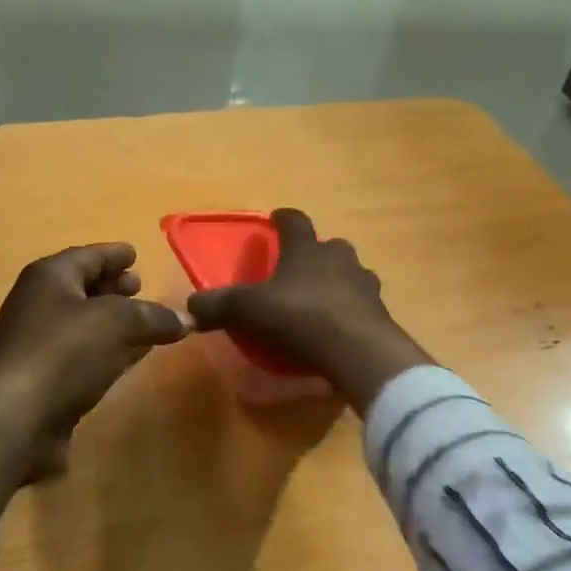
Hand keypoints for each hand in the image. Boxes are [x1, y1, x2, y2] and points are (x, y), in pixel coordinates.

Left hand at [0, 243, 186, 522]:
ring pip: (84, 323)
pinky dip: (107, 350)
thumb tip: (185, 320)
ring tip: (144, 323)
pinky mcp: (44, 378)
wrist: (16, 418)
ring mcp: (38, 343)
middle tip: (140, 288)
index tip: (135, 254)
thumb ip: (154, 316)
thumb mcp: (118, 323)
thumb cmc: (65, 352)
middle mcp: (39, 304)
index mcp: (50, 277)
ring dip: (112, 322)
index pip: (88, 256)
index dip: (114, 254)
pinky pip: (83, 353)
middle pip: (82, 287)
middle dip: (112, 287)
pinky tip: (129, 357)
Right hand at [187, 209, 432, 412]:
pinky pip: (361, 304)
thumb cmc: (300, 317)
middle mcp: (339, 258)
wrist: (359, 351)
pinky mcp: (380, 313)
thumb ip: (218, 306)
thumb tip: (189, 308)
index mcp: (306, 248)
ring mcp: (364, 284)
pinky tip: (339, 328)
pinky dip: (349, 310)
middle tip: (298, 268)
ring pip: (350, 273)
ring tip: (320, 299)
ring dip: (336, 280)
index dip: (283, 218)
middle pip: (328, 245)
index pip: (295, 221)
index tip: (276, 219)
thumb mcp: (249, 311)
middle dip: (314, 253)